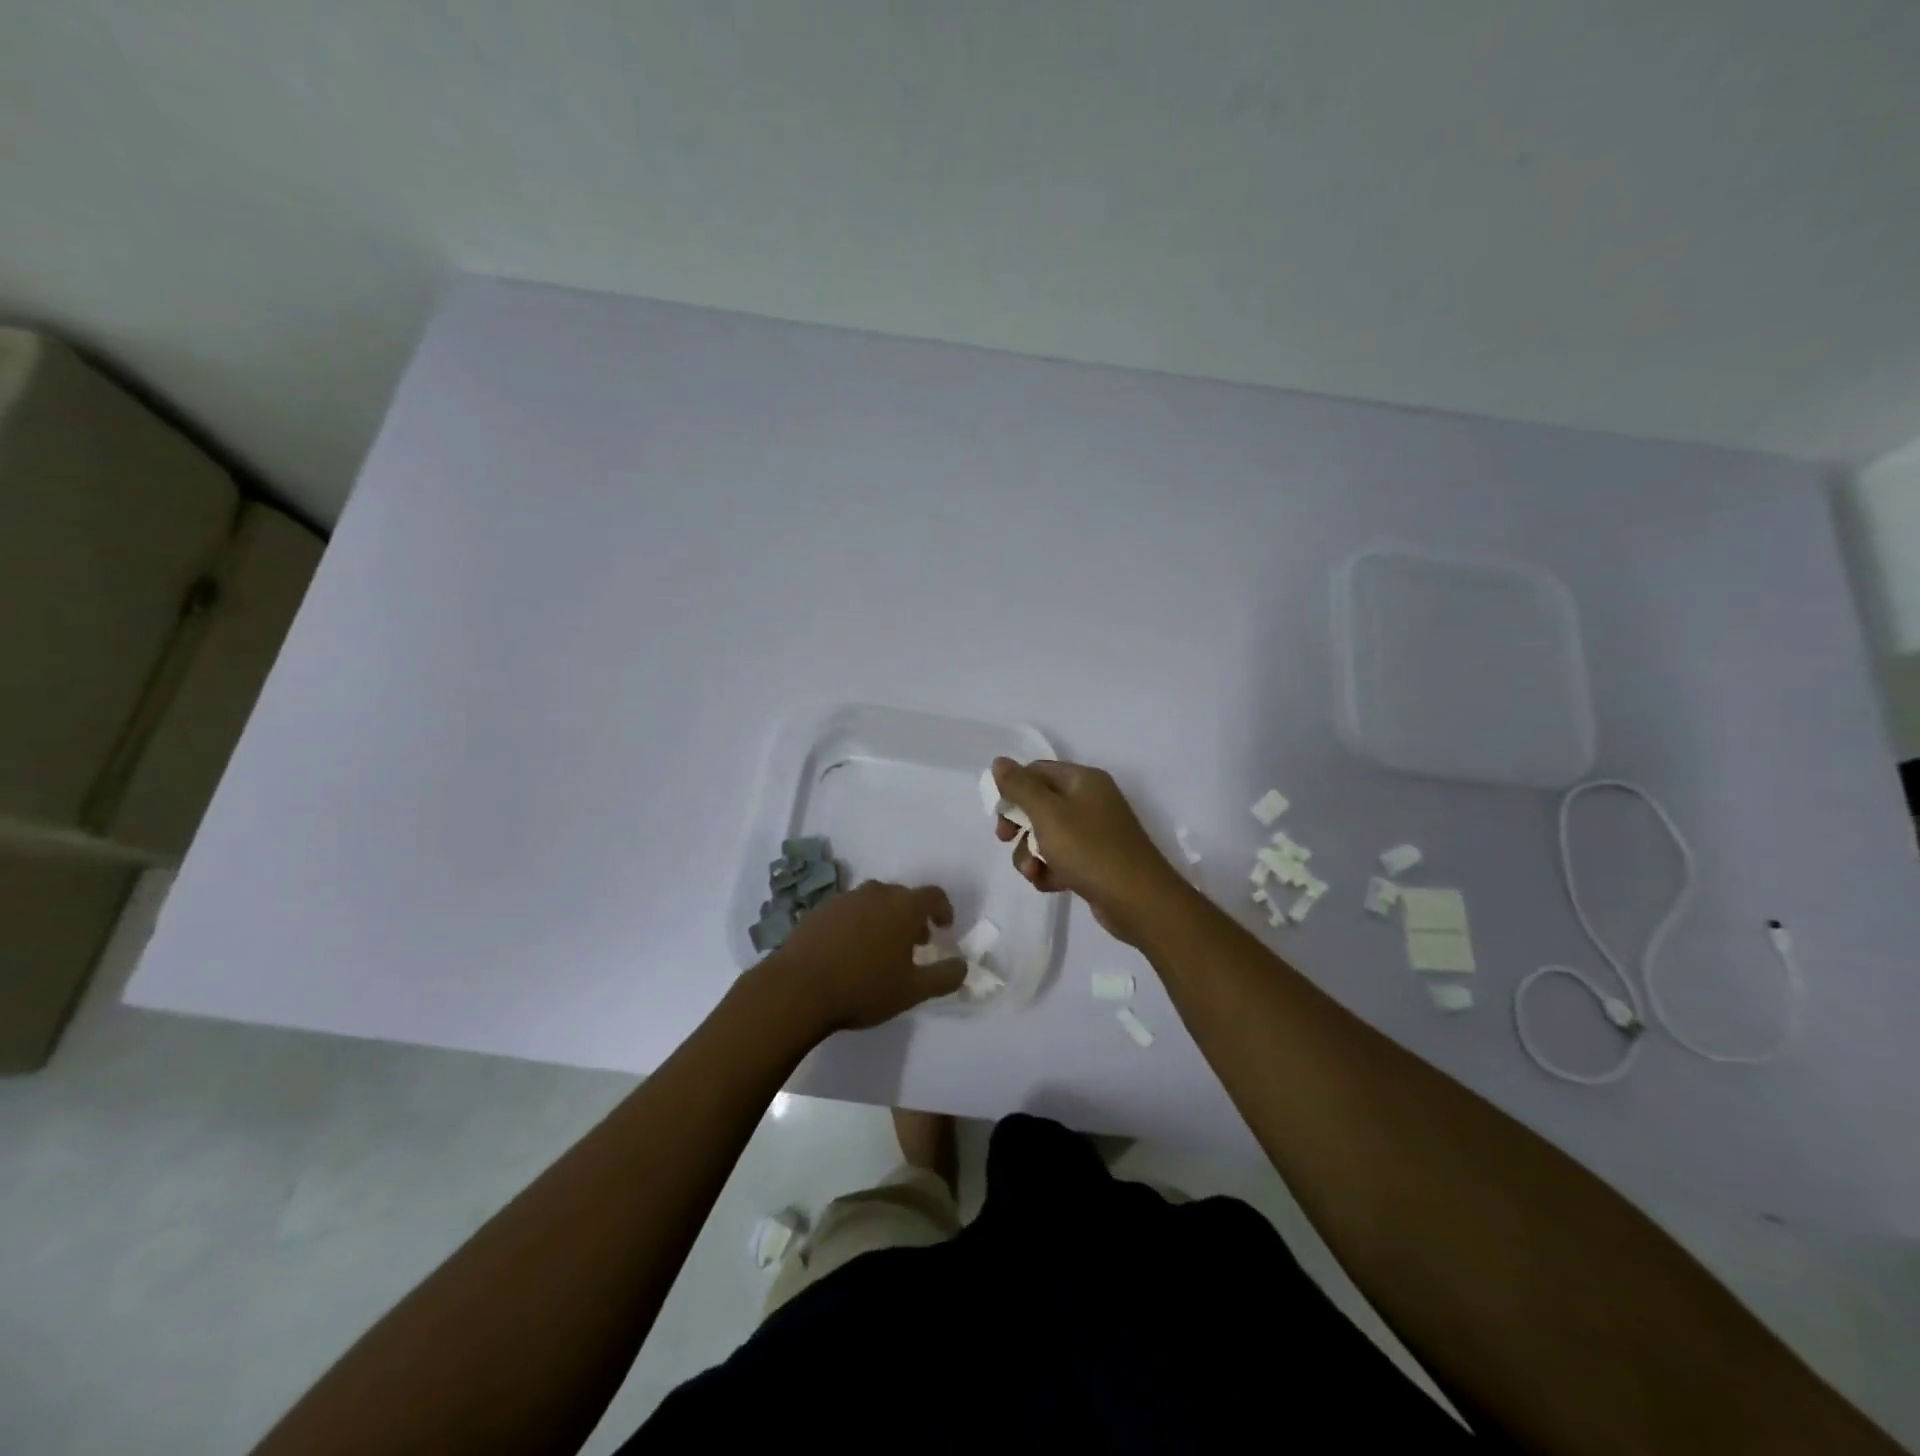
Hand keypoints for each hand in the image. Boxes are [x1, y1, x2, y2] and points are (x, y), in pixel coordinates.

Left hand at [760, 881, 966, 1034]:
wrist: (797, 989)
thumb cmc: (863, 988)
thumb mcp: (912, 991)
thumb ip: (945, 976)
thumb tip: (963, 966)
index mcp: (903, 907)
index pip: (933, 895)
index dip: (943, 909)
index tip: (944, 927)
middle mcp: (876, 893)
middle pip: (902, 896)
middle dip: (913, 916)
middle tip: (915, 944)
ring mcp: (845, 899)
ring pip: (874, 901)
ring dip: (885, 918)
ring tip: (882, 949)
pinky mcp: (820, 910)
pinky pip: (849, 910)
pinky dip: (859, 923)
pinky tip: (851, 951)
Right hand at [991, 757, 1192, 945]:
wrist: (1138, 901)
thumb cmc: (1089, 849)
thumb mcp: (1048, 814)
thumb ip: (1020, 787)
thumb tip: (999, 761)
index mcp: (1083, 780)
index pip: (1037, 771)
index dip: (1013, 789)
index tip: (998, 814)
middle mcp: (1090, 801)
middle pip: (1039, 804)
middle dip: (1019, 826)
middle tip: (1005, 840)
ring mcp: (1094, 833)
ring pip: (1046, 836)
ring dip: (1031, 854)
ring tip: (1034, 872)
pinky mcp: (1095, 862)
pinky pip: (1060, 859)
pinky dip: (1050, 870)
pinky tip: (1049, 884)